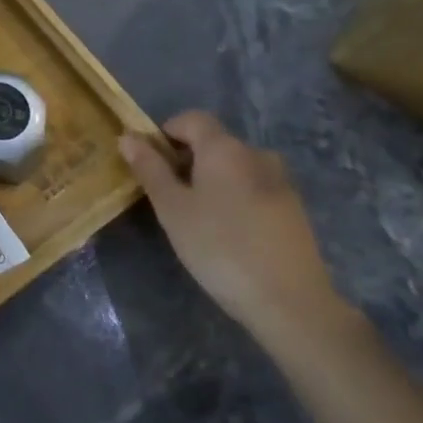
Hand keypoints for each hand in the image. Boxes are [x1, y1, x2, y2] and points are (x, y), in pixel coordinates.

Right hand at [119, 111, 346, 346]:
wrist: (291, 303)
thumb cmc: (220, 248)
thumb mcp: (172, 208)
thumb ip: (149, 168)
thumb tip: (128, 136)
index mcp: (224, 148)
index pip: (191, 119)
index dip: (166, 132)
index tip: (151, 163)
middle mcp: (256, 154)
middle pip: (214, 142)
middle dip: (187, 160)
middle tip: (169, 196)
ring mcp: (281, 182)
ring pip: (235, 167)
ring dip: (212, 180)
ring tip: (198, 217)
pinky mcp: (294, 210)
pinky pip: (254, 188)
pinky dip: (235, 198)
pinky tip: (229, 234)